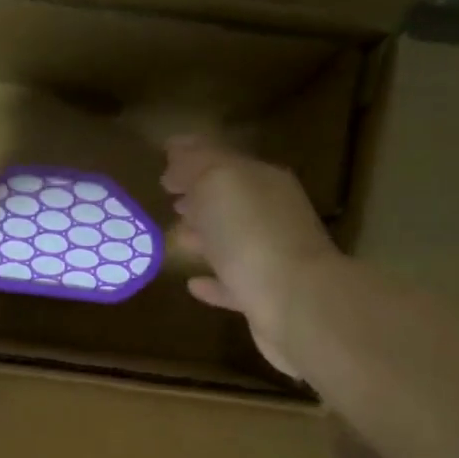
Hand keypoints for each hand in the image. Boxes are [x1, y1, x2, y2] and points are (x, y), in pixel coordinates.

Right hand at [162, 135, 337, 377]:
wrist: (294, 303)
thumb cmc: (252, 234)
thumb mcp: (218, 183)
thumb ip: (197, 165)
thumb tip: (176, 154)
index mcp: (263, 181)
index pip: (223, 160)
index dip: (192, 159)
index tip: (163, 162)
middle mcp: (272, 215)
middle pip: (230, 200)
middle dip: (199, 196)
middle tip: (168, 198)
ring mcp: (270, 258)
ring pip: (231, 241)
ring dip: (204, 237)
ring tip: (175, 237)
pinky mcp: (263, 299)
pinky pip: (232, 284)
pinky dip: (213, 281)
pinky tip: (192, 284)